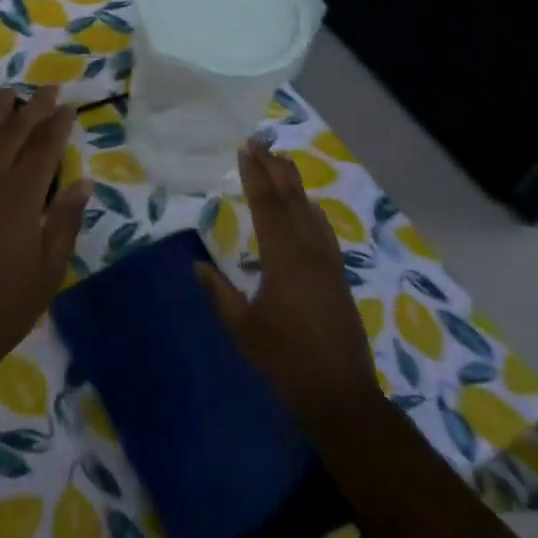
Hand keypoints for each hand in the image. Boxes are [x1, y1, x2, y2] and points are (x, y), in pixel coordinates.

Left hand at [0, 88, 92, 391]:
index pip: (43, 150)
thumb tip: (83, 182)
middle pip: (14, 135)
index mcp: (20, 198)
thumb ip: (64, 221)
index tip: (69, 105)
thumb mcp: (48, 270)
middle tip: (49, 87)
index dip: (57, 126)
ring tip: (11, 93)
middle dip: (33, 109)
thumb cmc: (4, 306)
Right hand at [196, 139, 377, 427]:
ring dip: (294, 184)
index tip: (244, 150)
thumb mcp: (243, 329)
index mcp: (283, 259)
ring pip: (310, 211)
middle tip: (260, 143)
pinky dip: (312, 209)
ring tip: (282, 161)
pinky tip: (310, 206)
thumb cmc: (285, 361)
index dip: (255, 175)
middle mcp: (309, 252)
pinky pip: (324, 229)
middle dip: (274, 169)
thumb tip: (197, 265)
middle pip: (291, 200)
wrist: (340, 395)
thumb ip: (219, 294)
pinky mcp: (338, 276)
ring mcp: (328, 263)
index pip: (266, 206)